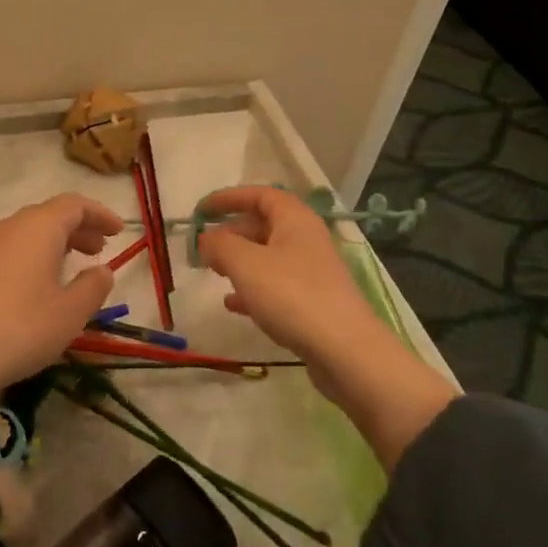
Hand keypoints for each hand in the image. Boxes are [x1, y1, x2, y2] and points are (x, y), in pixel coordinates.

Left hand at [0, 194, 122, 437]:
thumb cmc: (19, 330)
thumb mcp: (69, 314)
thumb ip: (93, 287)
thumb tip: (102, 270)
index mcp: (37, 228)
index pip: (74, 205)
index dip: (99, 214)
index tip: (118, 231)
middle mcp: (6, 227)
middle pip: (47, 216)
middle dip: (76, 229)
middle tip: (97, 249)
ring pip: (22, 234)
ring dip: (49, 245)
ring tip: (65, 270)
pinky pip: (1, 253)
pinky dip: (23, 260)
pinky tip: (26, 290)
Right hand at [199, 187, 456, 470]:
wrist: (346, 351)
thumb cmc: (292, 296)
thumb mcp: (246, 264)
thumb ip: (221, 245)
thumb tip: (206, 238)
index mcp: (295, 219)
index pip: (260, 195)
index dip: (229, 198)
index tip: (201, 209)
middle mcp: (306, 239)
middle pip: (264, 225)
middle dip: (232, 232)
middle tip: (205, 248)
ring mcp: (312, 272)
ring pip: (268, 256)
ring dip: (240, 261)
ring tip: (214, 272)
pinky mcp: (313, 302)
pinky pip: (276, 286)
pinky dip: (253, 289)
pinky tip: (233, 305)